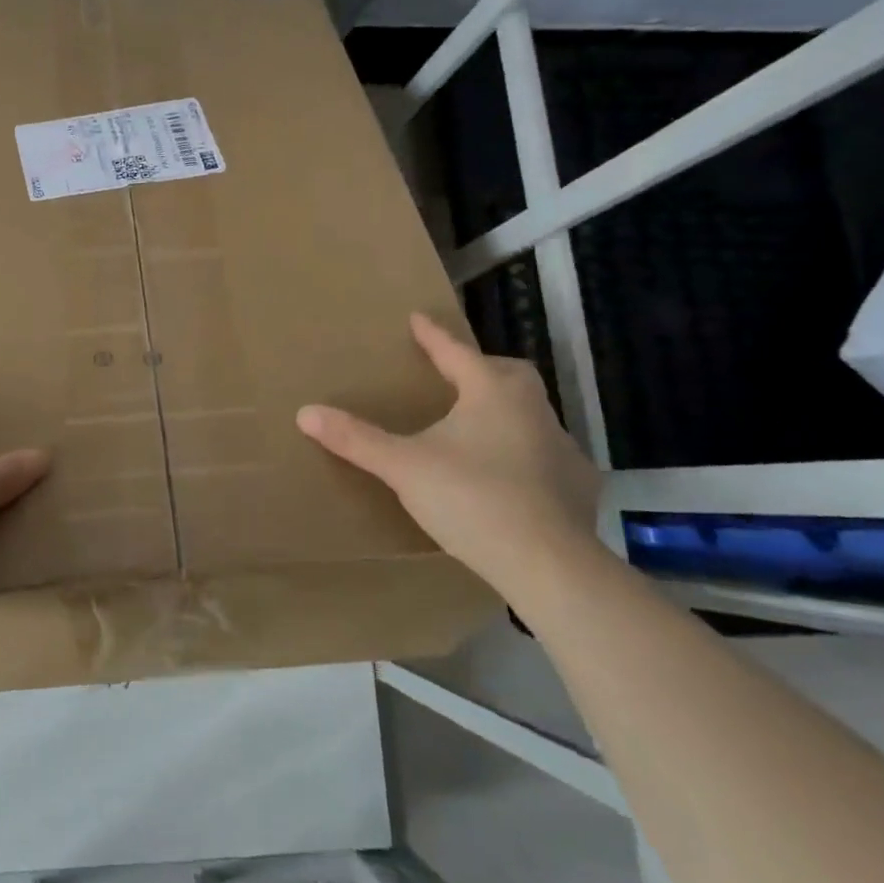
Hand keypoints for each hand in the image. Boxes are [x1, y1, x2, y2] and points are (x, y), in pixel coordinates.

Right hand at [295, 313, 602, 588]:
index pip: (457, 353)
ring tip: (477, 428)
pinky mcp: (578, 486)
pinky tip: (511, 477)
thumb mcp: (403, 467)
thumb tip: (305, 412)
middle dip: (480, 368)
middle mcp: (533, 411)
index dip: (433, 336)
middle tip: (454, 376)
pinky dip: (527, 455)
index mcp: (492, 394)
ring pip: (531, 414)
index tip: (417, 318)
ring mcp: (562, 449)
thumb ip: (357, 439)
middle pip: (507, 374)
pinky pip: (549, 456)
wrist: (547, 564)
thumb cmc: (471, 499)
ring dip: (505, 411)